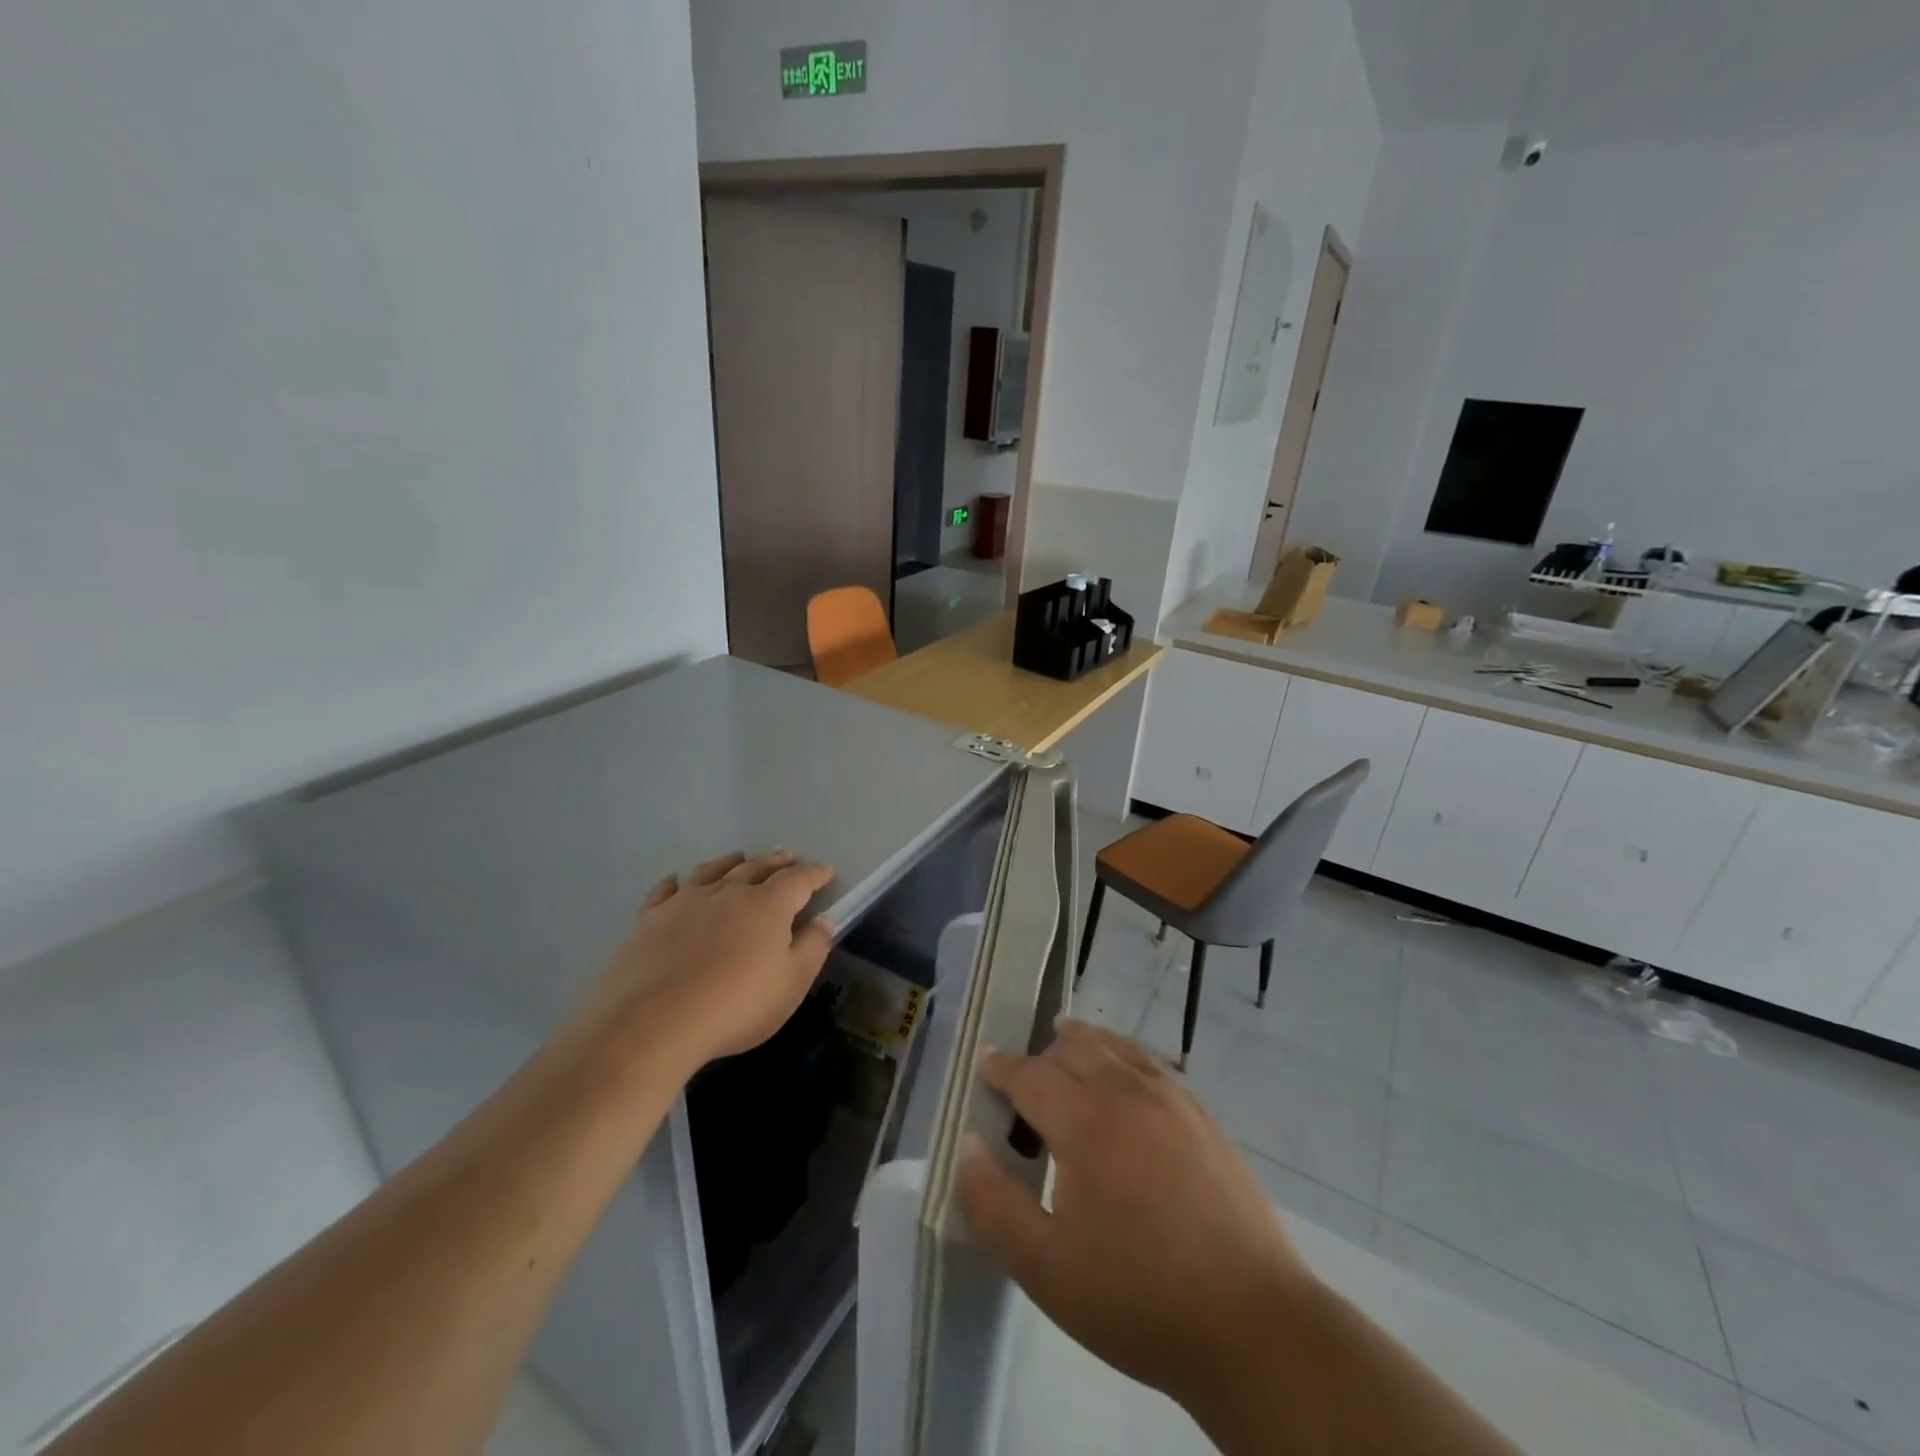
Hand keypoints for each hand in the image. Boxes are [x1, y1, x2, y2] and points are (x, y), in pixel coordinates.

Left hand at [584, 850, 836, 1068]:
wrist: (653, 1022)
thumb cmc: (735, 1005)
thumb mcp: (791, 984)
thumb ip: (812, 948)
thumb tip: (823, 920)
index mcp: (767, 905)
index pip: (798, 880)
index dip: (814, 874)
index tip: (826, 872)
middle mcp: (728, 893)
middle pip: (756, 867)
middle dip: (775, 861)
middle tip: (786, 854)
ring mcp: (686, 902)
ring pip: (712, 871)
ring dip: (730, 862)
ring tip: (739, 856)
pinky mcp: (650, 919)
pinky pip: (665, 891)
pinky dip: (674, 882)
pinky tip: (675, 880)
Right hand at [956, 1019, 1313, 1413]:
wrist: (1252, 1324)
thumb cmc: (1138, 1298)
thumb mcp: (1045, 1268)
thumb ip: (993, 1204)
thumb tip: (968, 1145)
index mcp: (1084, 1122)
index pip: (1031, 1076)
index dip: (1003, 1068)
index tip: (986, 1061)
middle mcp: (1126, 1093)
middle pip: (1074, 1049)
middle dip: (1042, 1054)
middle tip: (1024, 1074)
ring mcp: (1171, 1100)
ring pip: (1115, 1048)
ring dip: (1083, 1042)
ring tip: (1067, 1040)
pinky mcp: (1202, 1117)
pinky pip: (1150, 1064)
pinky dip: (1122, 1055)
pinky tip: (1125, 1077)